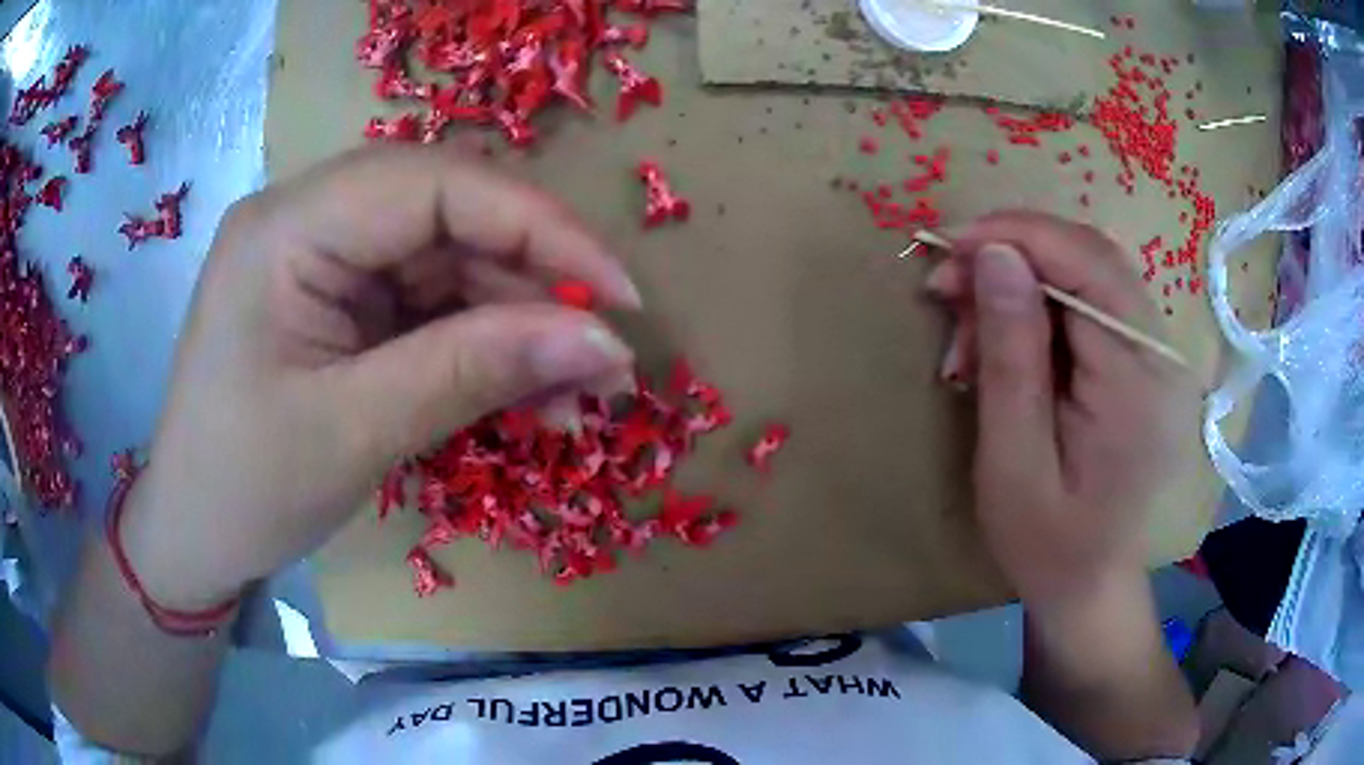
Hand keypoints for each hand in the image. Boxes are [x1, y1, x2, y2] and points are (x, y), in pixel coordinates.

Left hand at [119, 145, 640, 608]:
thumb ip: (476, 372)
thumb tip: (604, 342)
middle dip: (534, 279)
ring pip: (448, 259)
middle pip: (447, 213)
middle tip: (602, 354)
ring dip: (517, 320)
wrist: (193, 534)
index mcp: (287, 227)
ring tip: (577, 391)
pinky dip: (482, 342)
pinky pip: (427, 299)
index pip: (434, 185)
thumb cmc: (246, 489)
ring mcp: (322, 255)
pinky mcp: (337, 297)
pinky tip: (525, 390)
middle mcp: (306, 217)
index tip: (619, 295)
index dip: (539, 226)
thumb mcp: (357, 432)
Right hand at [926, 211, 1200, 607]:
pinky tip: (1004, 341)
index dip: (1015, 235)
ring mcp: (1156, 354)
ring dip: (1021, 281)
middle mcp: (1161, 352)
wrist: (1091, 586)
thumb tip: (996, 255)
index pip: (1086, 262)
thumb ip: (1012, 354)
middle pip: (1089, 254)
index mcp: (1138, 380)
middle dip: (1012, 253)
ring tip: (968, 333)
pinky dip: (1039, 305)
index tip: (946, 245)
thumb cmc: (1047, 544)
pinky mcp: (1142, 361)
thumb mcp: (1013, 461)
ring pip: (1086, 270)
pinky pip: (1089, 302)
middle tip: (947, 288)